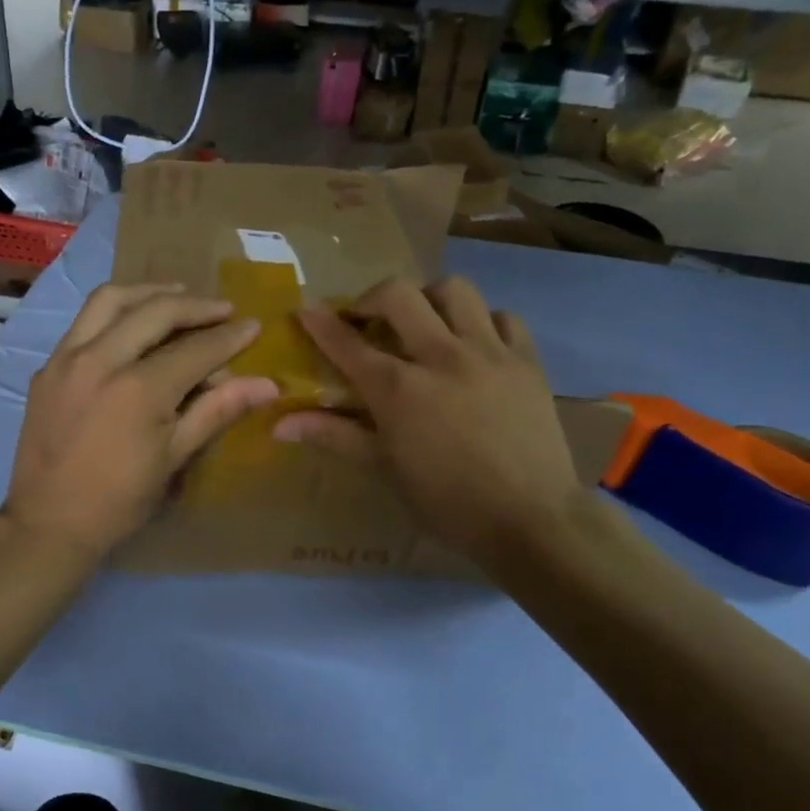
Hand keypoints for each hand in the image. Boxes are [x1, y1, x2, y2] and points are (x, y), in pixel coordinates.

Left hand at [2, 283, 279, 561]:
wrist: (48, 523)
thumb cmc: (119, 500)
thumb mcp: (174, 458)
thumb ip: (217, 411)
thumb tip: (266, 385)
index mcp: (138, 388)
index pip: (195, 349)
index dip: (229, 337)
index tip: (253, 325)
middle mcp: (100, 360)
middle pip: (154, 311)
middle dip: (194, 306)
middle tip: (222, 309)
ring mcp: (66, 359)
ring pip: (109, 300)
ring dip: (148, 292)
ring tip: (176, 295)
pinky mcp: (47, 367)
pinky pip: (83, 322)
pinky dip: (114, 312)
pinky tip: (131, 324)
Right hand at [275, 277, 590, 568]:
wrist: (531, 520)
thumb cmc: (448, 502)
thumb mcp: (385, 470)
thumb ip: (335, 436)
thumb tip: (279, 425)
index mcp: (399, 389)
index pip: (348, 344)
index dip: (321, 324)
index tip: (305, 311)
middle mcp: (441, 357)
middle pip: (399, 295)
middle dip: (372, 297)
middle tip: (367, 320)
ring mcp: (489, 353)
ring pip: (455, 290)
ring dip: (429, 299)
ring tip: (424, 323)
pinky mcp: (527, 360)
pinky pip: (503, 317)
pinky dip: (482, 322)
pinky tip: (474, 345)